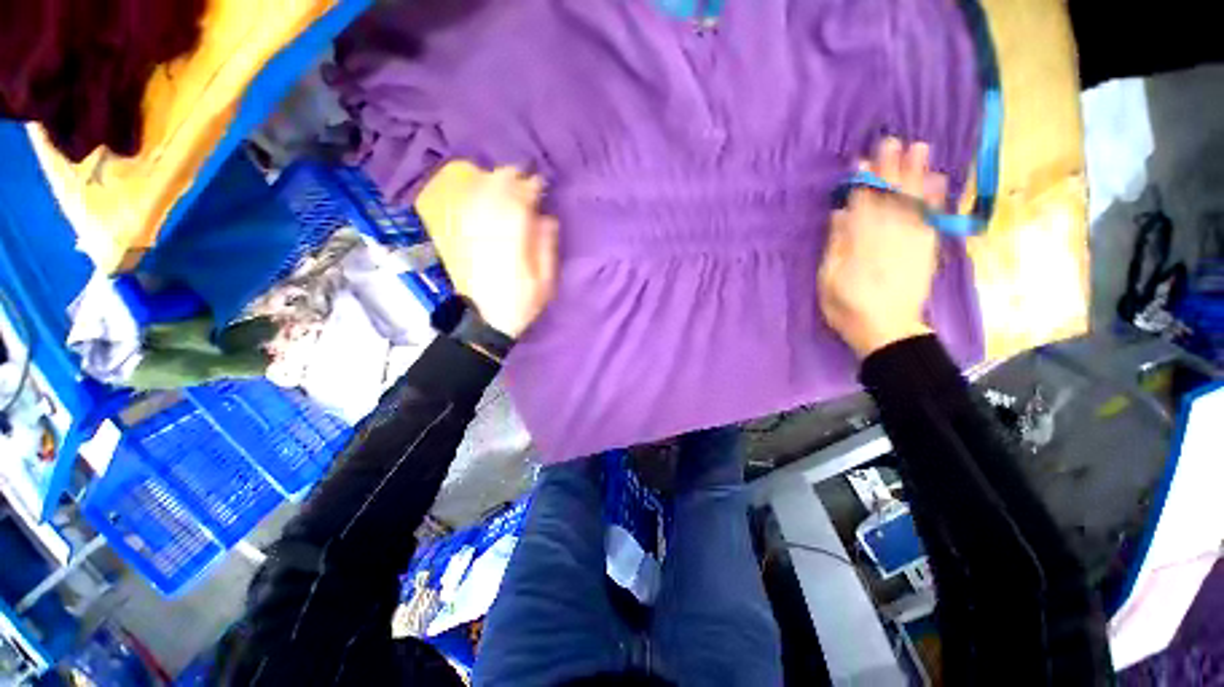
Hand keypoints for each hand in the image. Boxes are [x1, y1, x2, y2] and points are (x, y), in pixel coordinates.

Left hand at [426, 166, 559, 338]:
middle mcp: (488, 232)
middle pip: (494, 194)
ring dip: (490, 182)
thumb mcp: (544, 282)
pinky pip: (463, 209)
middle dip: (509, 179)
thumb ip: (545, 248)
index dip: (529, 189)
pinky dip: (471, 195)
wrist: (485, 321)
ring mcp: (470, 234)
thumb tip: (547, 219)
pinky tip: (479, 189)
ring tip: (504, 178)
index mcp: (512, 242)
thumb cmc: (521, 303)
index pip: (519, 204)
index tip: (539, 183)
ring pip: (477, 197)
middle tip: (522, 175)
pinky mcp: (458, 240)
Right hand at [818, 138, 948, 358]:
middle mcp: (888, 235)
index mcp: (860, 243)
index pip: (862, 204)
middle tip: (893, 140)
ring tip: (920, 148)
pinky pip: (933, 218)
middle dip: (891, 168)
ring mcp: (911, 240)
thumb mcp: (828, 280)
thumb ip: (835, 246)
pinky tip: (938, 180)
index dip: (862, 182)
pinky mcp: (926, 249)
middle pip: (889, 196)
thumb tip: (840, 214)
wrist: (887, 330)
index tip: (861, 160)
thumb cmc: (847, 307)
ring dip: (916, 174)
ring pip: (913, 201)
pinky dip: (936, 198)